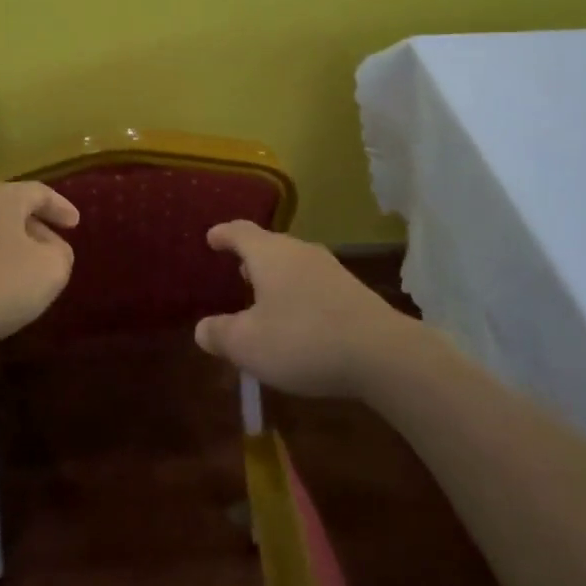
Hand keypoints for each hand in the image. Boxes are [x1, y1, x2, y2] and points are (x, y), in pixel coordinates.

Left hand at [0, 181, 79, 358]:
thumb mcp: (50, 270)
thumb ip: (61, 255)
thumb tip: (53, 250)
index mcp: (3, 198)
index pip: (38, 192)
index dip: (61, 207)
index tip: (76, 224)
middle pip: (11, 210)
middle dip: (35, 228)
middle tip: (54, 248)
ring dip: (12, 248)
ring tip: (27, 272)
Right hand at [195, 220, 411, 398]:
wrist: (382, 354)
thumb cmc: (302, 340)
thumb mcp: (248, 344)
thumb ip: (220, 334)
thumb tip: (202, 329)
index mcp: (269, 254)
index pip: (240, 232)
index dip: (223, 234)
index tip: (212, 237)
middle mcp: (300, 252)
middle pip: (269, 245)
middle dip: (251, 257)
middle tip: (237, 271)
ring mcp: (330, 270)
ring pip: (294, 264)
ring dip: (276, 277)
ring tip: (265, 296)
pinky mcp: (353, 292)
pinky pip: (314, 284)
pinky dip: (298, 294)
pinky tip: (299, 319)